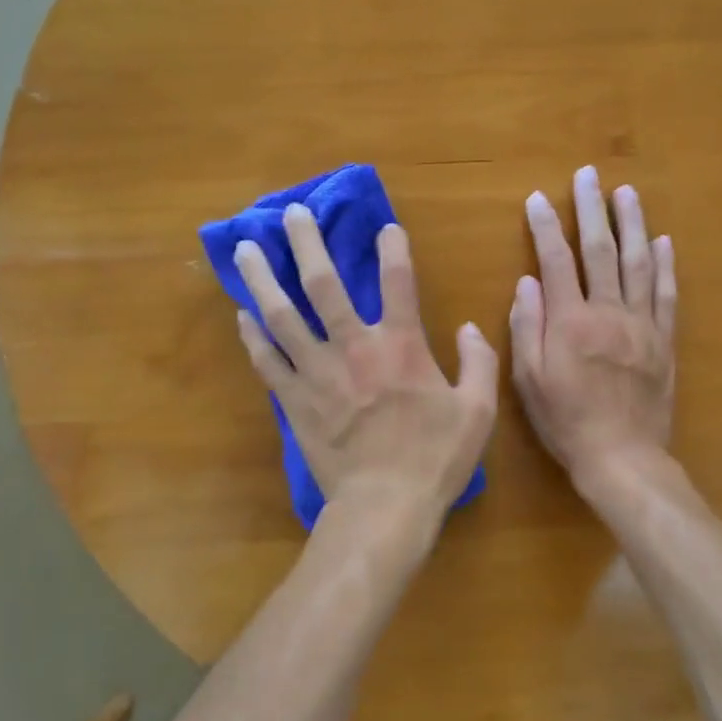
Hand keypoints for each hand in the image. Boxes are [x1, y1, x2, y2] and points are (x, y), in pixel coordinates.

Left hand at [232, 205, 497, 530]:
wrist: (384, 507)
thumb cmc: (435, 459)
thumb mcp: (478, 411)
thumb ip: (479, 363)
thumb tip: (469, 328)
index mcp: (401, 346)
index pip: (399, 282)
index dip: (394, 249)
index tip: (385, 226)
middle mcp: (353, 347)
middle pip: (324, 285)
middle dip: (306, 244)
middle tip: (290, 213)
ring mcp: (317, 373)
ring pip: (282, 316)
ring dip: (262, 279)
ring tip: (244, 250)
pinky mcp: (294, 401)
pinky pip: (267, 362)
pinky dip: (253, 337)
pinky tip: (242, 315)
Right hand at [511, 166, 676, 484]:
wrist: (622, 457)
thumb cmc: (566, 421)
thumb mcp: (529, 381)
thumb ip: (527, 327)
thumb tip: (528, 281)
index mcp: (570, 321)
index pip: (556, 261)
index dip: (546, 226)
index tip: (538, 198)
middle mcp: (608, 312)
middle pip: (601, 250)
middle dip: (593, 209)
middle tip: (590, 175)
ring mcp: (642, 325)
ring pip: (639, 263)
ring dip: (633, 224)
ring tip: (627, 193)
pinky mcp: (664, 341)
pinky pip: (666, 295)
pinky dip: (665, 266)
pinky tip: (664, 242)